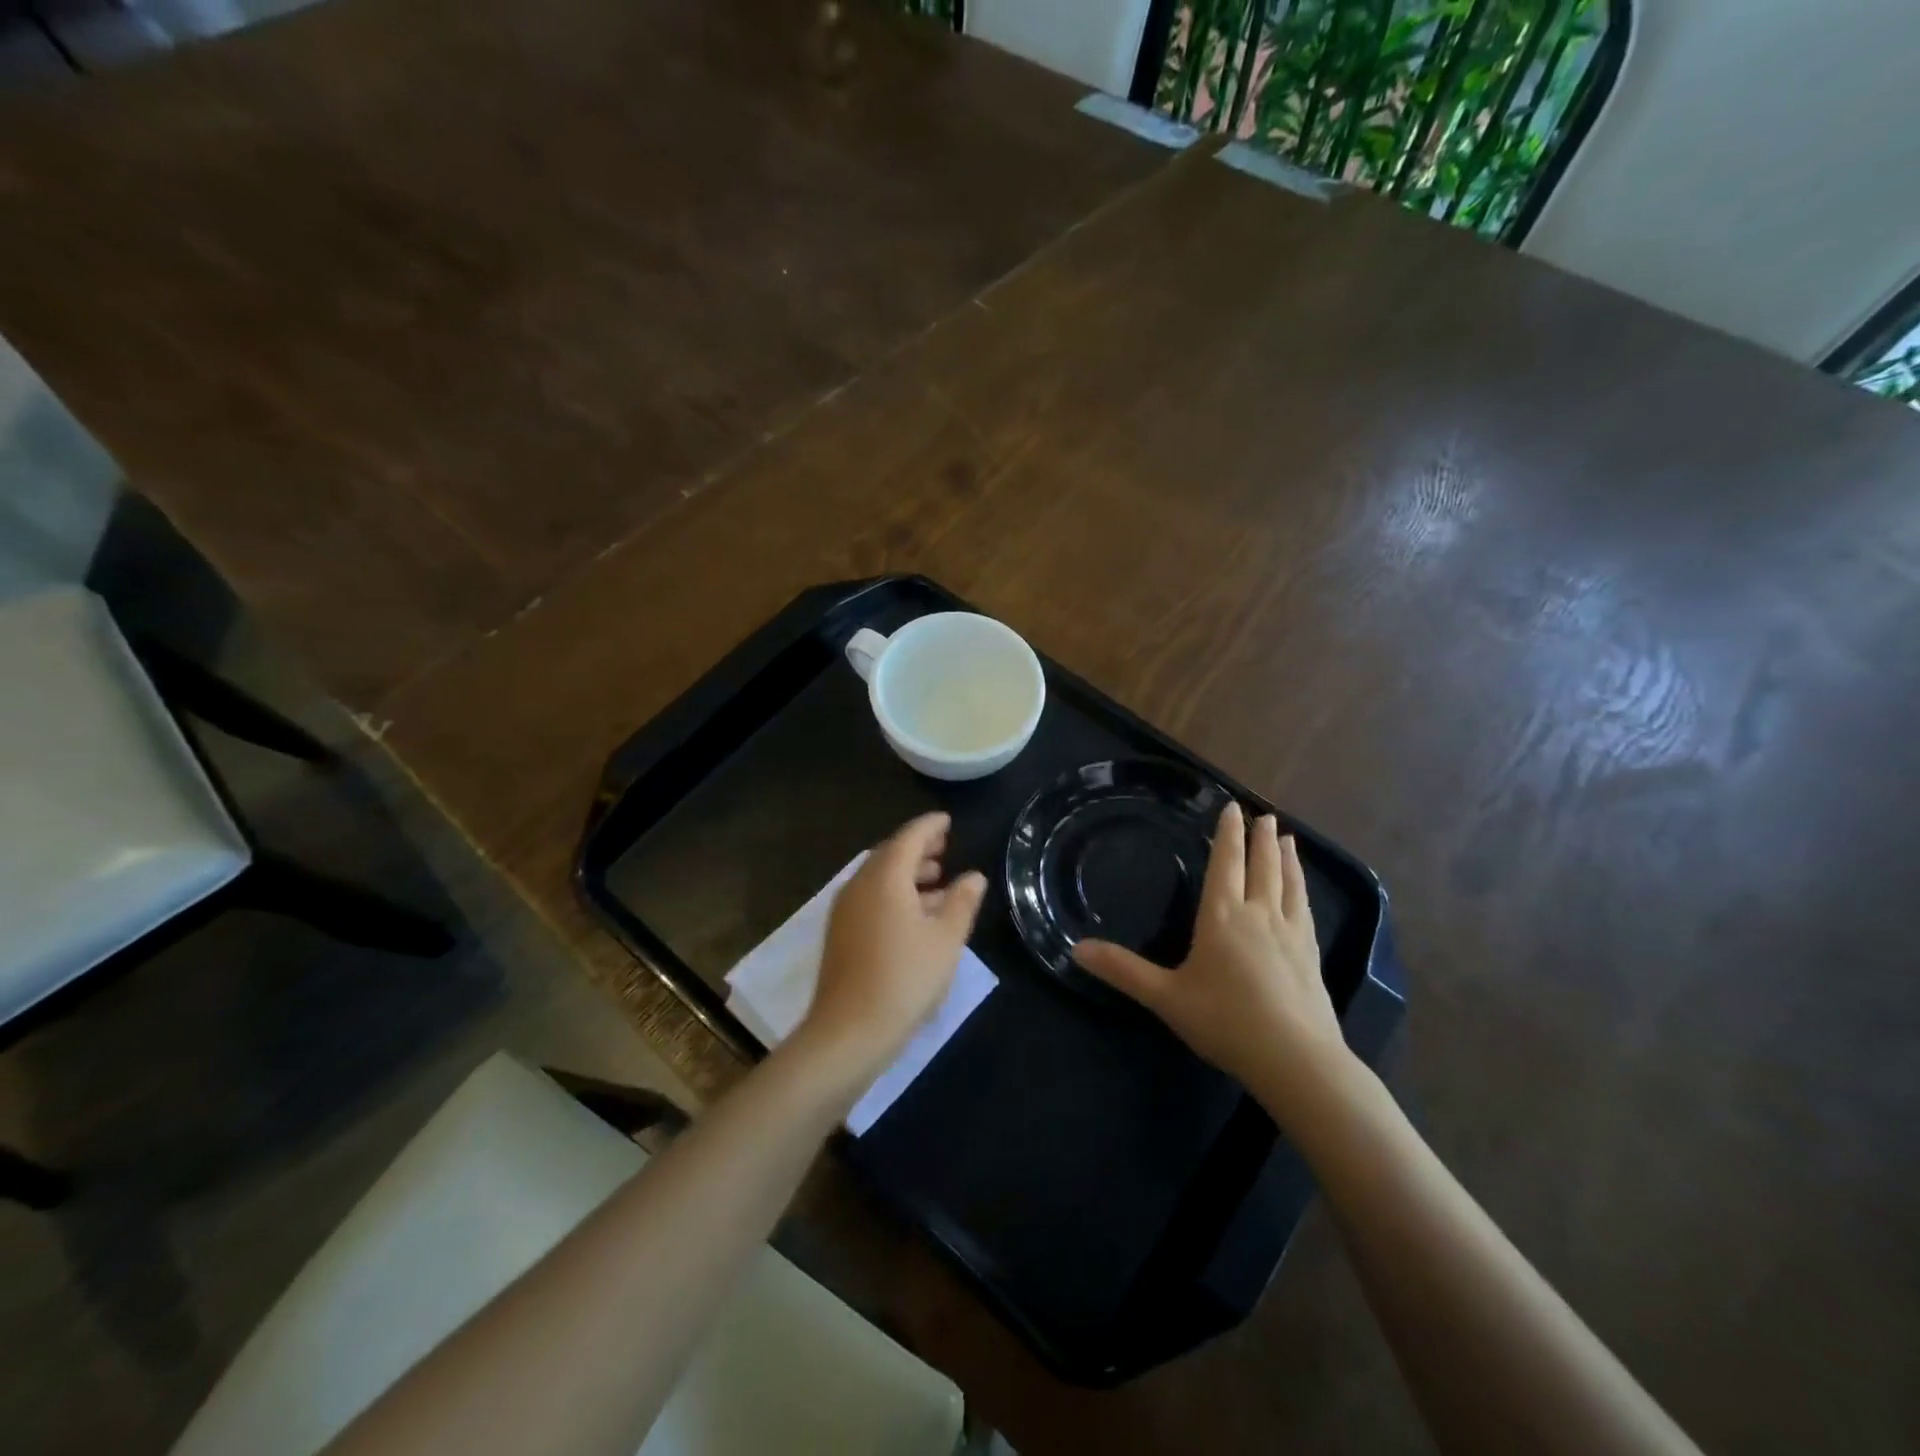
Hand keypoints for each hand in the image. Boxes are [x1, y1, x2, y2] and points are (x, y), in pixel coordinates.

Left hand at [799, 812, 986, 1076]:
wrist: (849, 1031)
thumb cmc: (905, 978)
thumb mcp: (946, 940)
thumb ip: (962, 902)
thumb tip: (974, 876)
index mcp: (885, 878)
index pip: (909, 837)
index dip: (930, 826)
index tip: (948, 821)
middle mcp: (860, 885)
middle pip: (890, 854)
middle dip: (918, 848)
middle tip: (945, 848)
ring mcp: (845, 909)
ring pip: (878, 877)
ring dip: (907, 873)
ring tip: (937, 880)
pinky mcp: (840, 933)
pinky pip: (870, 897)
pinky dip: (893, 893)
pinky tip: (915, 914)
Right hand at [1073, 803, 1350, 1107]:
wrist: (1296, 1060)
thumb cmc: (1225, 1021)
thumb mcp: (1165, 997)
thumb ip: (1123, 971)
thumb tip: (1076, 949)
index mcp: (1223, 917)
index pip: (1226, 863)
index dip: (1228, 834)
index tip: (1233, 807)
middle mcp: (1259, 915)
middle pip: (1262, 866)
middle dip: (1261, 839)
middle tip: (1265, 815)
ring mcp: (1290, 934)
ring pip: (1289, 884)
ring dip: (1287, 859)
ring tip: (1289, 840)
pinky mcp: (1311, 956)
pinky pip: (1305, 910)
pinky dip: (1302, 890)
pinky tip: (1303, 894)